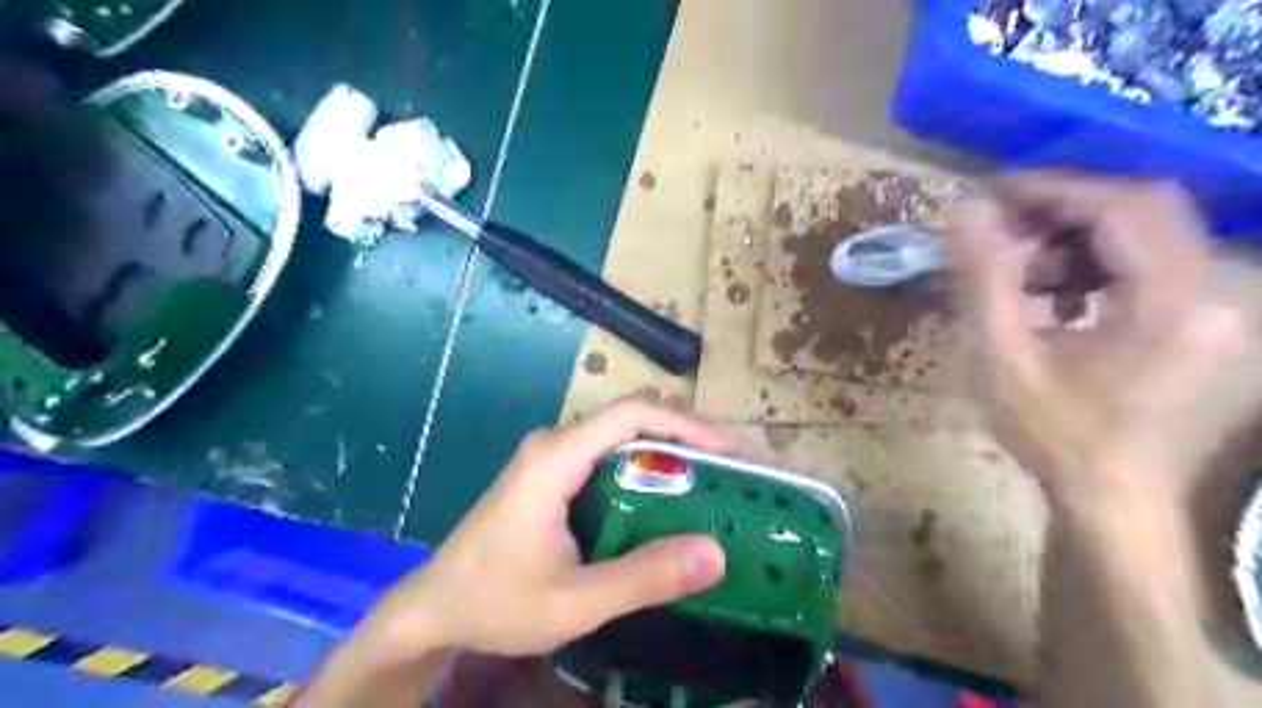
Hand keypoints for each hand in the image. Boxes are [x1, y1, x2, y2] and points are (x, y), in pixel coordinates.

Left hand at [360, 405, 724, 662]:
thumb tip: (715, 553)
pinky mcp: (548, 475)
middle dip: (682, 440)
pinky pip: (604, 459)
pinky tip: (661, 503)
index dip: (684, 424)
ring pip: (618, 440)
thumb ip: (644, 577)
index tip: (725, 451)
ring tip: (705, 486)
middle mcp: (554, 444)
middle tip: (725, 474)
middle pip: (629, 421)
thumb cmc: (496, 601)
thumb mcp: (576, 601)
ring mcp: (548, 457)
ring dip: (663, 456)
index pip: (631, 414)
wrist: (433, 608)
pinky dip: (640, 472)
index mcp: (556, 458)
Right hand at [945, 171, 1239, 507]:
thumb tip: (965, 210)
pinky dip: (1097, 260)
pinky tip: (1054, 291)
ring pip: (1150, 231)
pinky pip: (1151, 262)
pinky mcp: (1197, 317)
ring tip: (1021, 261)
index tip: (994, 193)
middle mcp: (1209, 291)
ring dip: (1079, 233)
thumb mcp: (1001, 357)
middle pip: (1145, 208)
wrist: (1111, 495)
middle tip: (1004, 222)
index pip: (1123, 207)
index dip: (1055, 189)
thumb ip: (983, 279)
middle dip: (1066, 205)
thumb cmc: (1052, 432)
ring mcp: (1210, 304)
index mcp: (1168, 302)